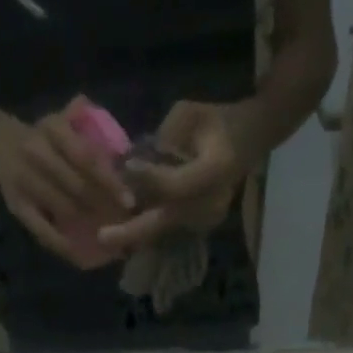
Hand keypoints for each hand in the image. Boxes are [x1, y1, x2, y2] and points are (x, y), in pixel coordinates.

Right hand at [0, 98, 134, 268]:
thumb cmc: (41, 139)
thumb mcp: (62, 125)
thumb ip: (90, 135)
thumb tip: (126, 158)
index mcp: (52, 129)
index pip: (87, 157)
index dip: (110, 181)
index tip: (130, 201)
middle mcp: (36, 152)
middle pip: (78, 186)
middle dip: (105, 208)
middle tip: (126, 226)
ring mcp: (24, 180)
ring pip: (64, 208)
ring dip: (89, 227)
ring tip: (112, 240)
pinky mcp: (16, 205)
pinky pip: (42, 230)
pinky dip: (62, 245)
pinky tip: (81, 256)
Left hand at [98, 101, 247, 252]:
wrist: (250, 140)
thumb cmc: (217, 120)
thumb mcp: (190, 114)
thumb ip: (164, 139)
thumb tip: (134, 163)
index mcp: (217, 168)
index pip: (177, 184)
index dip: (150, 179)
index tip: (125, 168)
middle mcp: (214, 201)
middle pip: (169, 219)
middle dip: (134, 230)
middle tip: (102, 238)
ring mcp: (209, 217)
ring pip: (166, 228)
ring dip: (135, 233)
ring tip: (106, 237)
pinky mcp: (202, 224)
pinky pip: (170, 228)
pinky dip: (147, 229)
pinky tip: (123, 229)